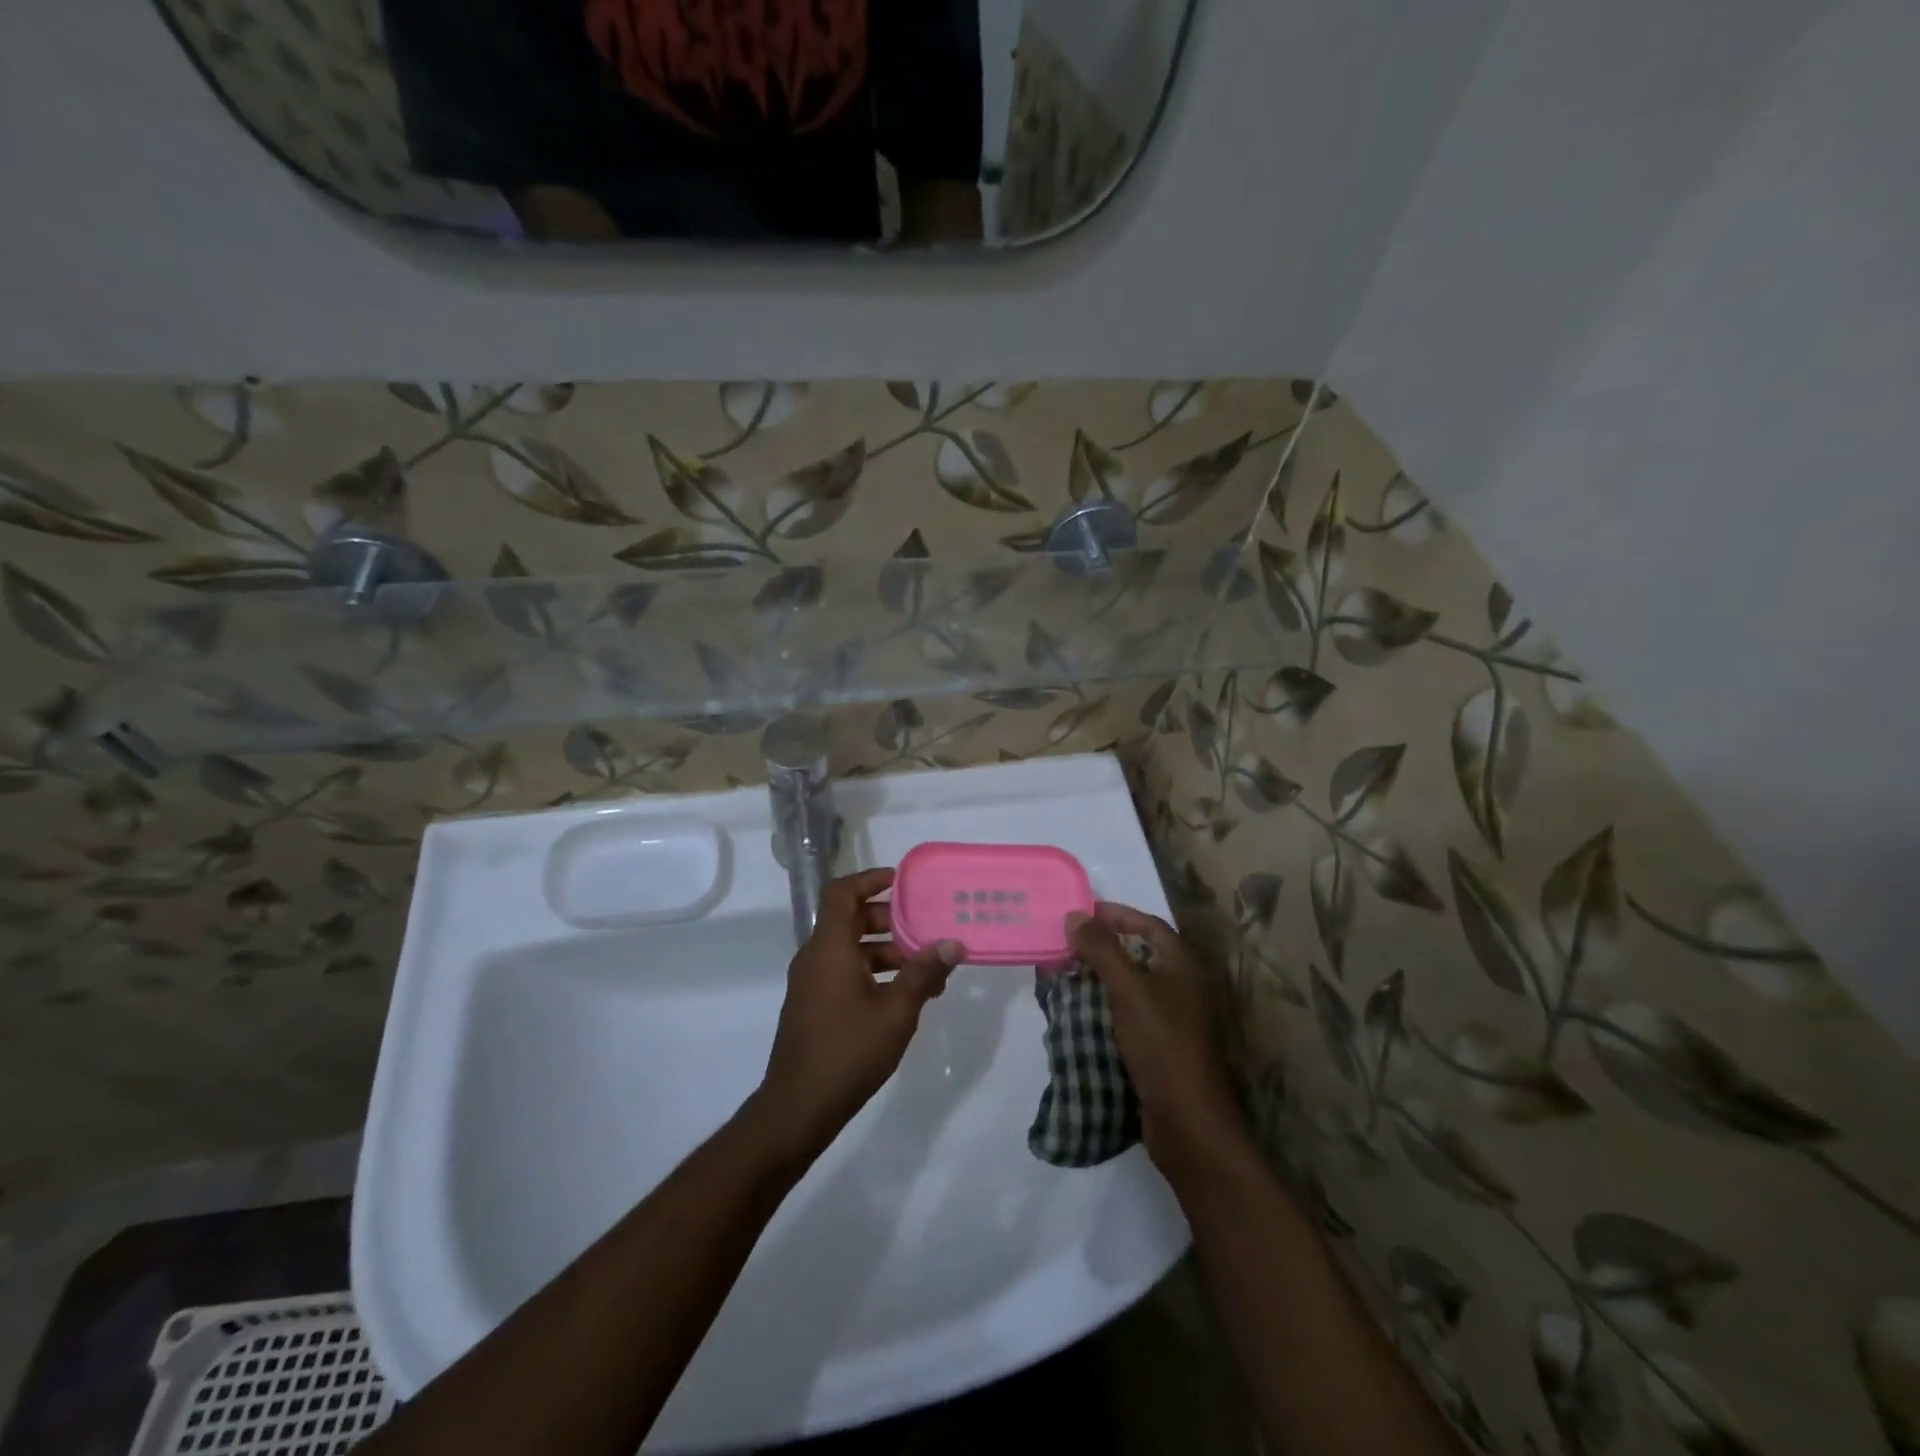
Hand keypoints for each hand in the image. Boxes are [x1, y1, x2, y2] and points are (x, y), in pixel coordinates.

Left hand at [752, 868, 961, 1161]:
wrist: (798, 1107)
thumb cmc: (848, 1051)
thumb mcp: (896, 1011)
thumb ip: (924, 973)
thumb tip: (952, 943)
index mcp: (830, 948)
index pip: (841, 893)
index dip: (869, 879)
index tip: (901, 881)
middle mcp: (815, 957)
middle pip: (850, 919)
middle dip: (888, 919)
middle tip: (924, 927)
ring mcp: (811, 983)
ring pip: (850, 949)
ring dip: (885, 950)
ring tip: (925, 967)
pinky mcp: (813, 1005)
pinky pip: (844, 972)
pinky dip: (872, 972)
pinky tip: (904, 996)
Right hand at [1067, 903, 1250, 1184]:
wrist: (1188, 1122)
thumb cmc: (1162, 1044)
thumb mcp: (1128, 990)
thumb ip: (1102, 950)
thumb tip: (1075, 915)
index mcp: (1183, 966)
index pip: (1149, 925)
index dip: (1116, 914)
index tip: (1081, 913)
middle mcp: (1183, 988)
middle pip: (1140, 954)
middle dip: (1103, 946)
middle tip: (1067, 943)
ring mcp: (1175, 1020)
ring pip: (1133, 987)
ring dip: (1102, 978)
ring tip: (1066, 975)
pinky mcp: (1162, 1048)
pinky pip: (1130, 1015)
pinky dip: (1106, 1008)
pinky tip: (1080, 1013)